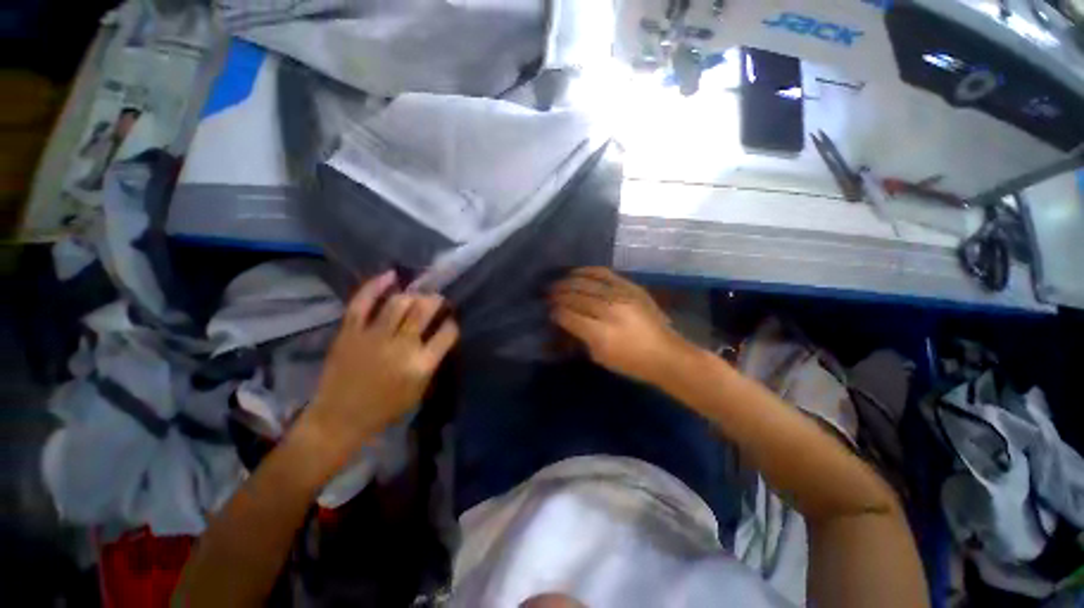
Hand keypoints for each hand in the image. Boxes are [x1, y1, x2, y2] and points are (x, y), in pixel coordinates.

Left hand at [300, 271, 458, 461]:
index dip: (452, 323)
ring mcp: (373, 337)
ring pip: (398, 302)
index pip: (447, 333)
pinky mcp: (350, 332)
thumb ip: (432, 360)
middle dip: (435, 300)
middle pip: (424, 310)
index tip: (450, 320)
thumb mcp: (420, 390)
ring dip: (412, 294)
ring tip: (417, 295)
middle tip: (437, 300)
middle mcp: (400, 346)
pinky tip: (390, 275)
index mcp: (421, 364)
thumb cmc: (386, 409)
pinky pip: (362, 303)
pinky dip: (376, 286)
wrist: (340, 418)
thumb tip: (439, 334)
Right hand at [549, 267, 691, 384]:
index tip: (549, 310)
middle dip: (559, 294)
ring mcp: (622, 296)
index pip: (569, 316)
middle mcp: (609, 311)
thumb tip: (566, 319)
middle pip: (576, 297)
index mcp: (600, 334)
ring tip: (558, 282)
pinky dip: (588, 271)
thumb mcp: (600, 357)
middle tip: (548, 293)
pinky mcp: (631, 288)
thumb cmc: (631, 363)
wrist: (666, 354)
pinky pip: (605, 274)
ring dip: (569, 281)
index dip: (556, 312)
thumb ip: (581, 336)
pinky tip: (577, 272)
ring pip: (588, 283)